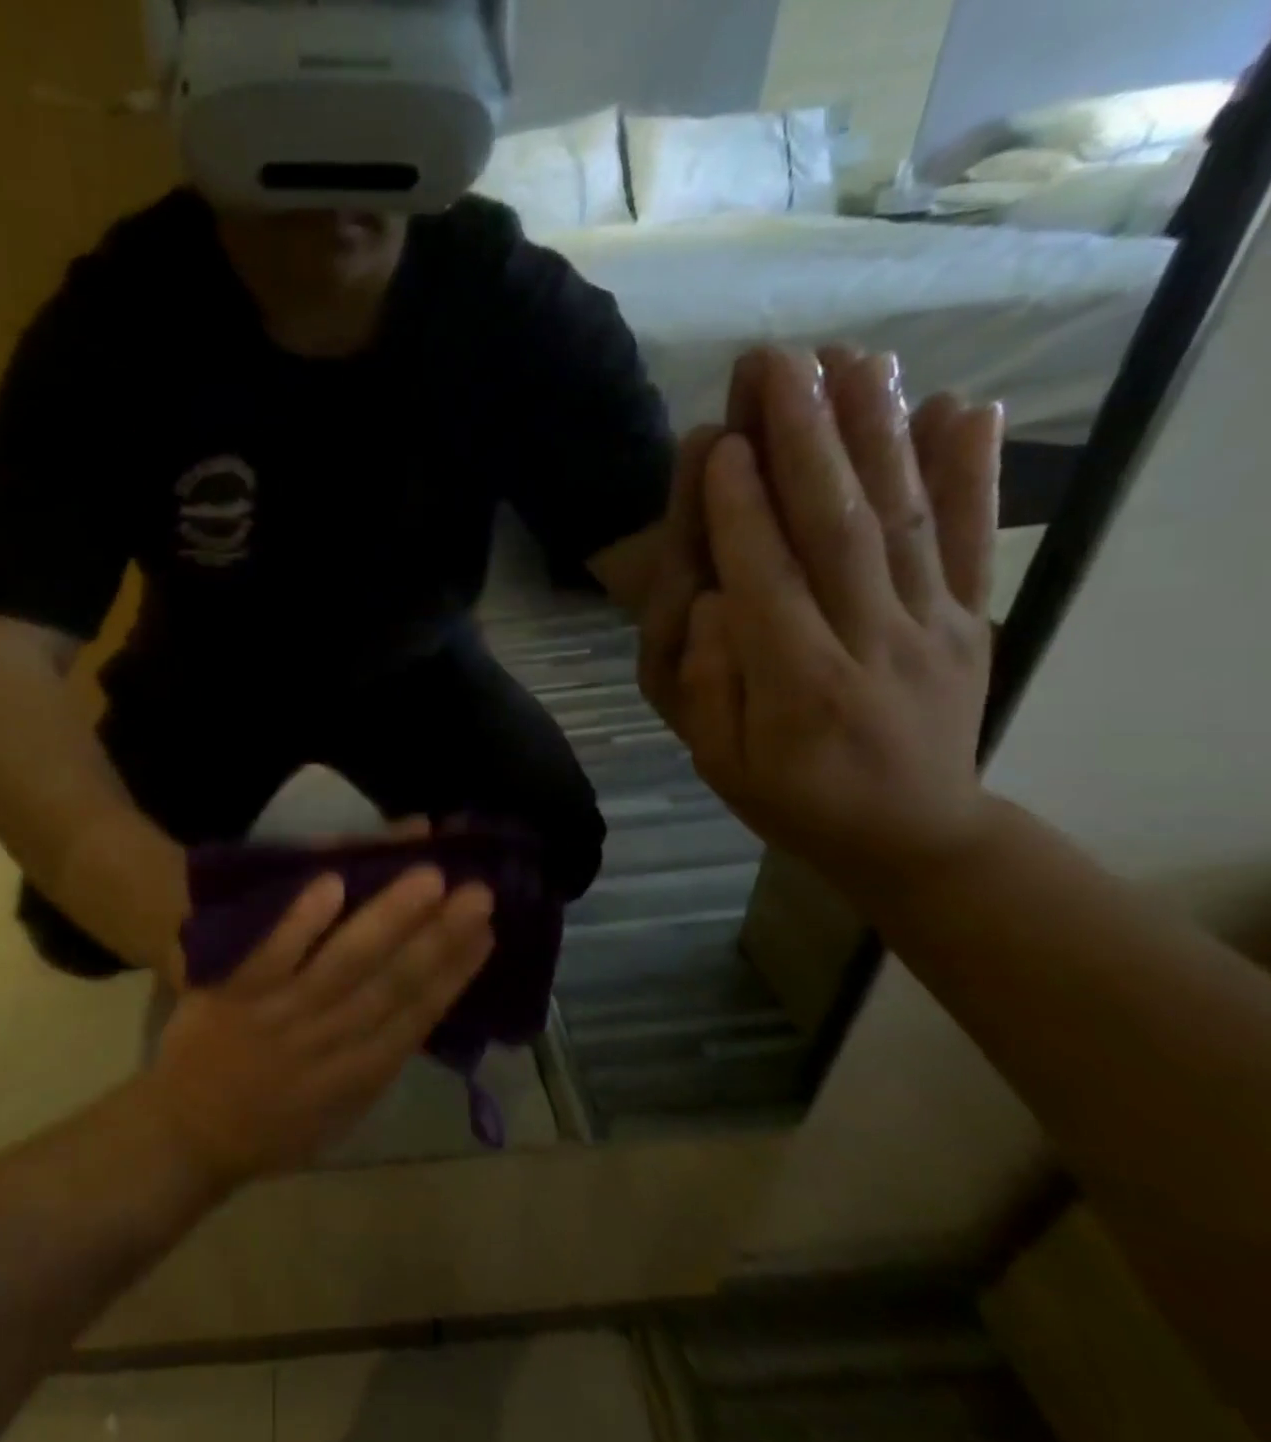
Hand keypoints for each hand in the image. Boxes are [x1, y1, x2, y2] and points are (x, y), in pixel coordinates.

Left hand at [143, 867, 494, 1185]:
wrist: (186, 1137)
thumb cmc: (269, 1128)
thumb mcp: (339, 1112)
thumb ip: (376, 1059)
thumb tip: (419, 1006)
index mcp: (359, 1073)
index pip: (419, 1014)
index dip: (457, 972)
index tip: (488, 931)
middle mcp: (331, 1040)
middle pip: (395, 982)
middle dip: (441, 937)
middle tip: (479, 891)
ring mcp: (284, 1014)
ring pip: (346, 962)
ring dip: (389, 918)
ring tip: (429, 877)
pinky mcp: (238, 993)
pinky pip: (274, 953)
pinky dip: (303, 921)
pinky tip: (333, 882)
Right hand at [648, 345, 1005, 893]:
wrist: (914, 836)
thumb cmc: (790, 798)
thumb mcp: (719, 763)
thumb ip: (710, 687)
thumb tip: (714, 602)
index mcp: (799, 687)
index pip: (765, 582)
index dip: (741, 510)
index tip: (721, 439)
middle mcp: (872, 643)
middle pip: (838, 529)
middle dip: (805, 441)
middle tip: (778, 365)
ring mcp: (933, 627)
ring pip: (905, 519)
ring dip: (877, 433)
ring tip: (853, 361)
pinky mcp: (974, 619)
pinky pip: (976, 541)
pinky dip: (974, 472)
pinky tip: (961, 407)